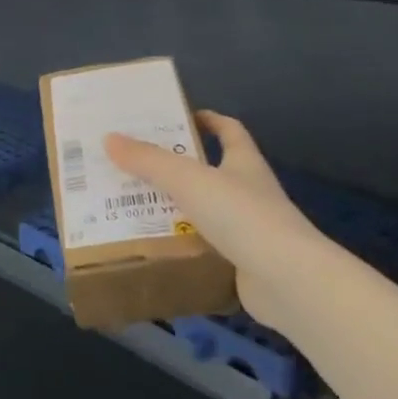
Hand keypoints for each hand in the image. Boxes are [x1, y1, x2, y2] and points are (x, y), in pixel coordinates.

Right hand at [104, 112, 324, 306]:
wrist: (288, 280)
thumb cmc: (241, 215)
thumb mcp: (188, 180)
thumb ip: (148, 161)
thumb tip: (110, 138)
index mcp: (244, 163)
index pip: (229, 130)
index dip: (208, 120)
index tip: (177, 118)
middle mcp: (250, 191)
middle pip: (212, 171)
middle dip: (177, 168)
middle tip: (136, 165)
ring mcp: (249, 230)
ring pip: (206, 212)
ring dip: (176, 209)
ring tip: (134, 206)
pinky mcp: (244, 263)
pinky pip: (206, 248)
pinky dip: (184, 246)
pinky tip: (156, 247)